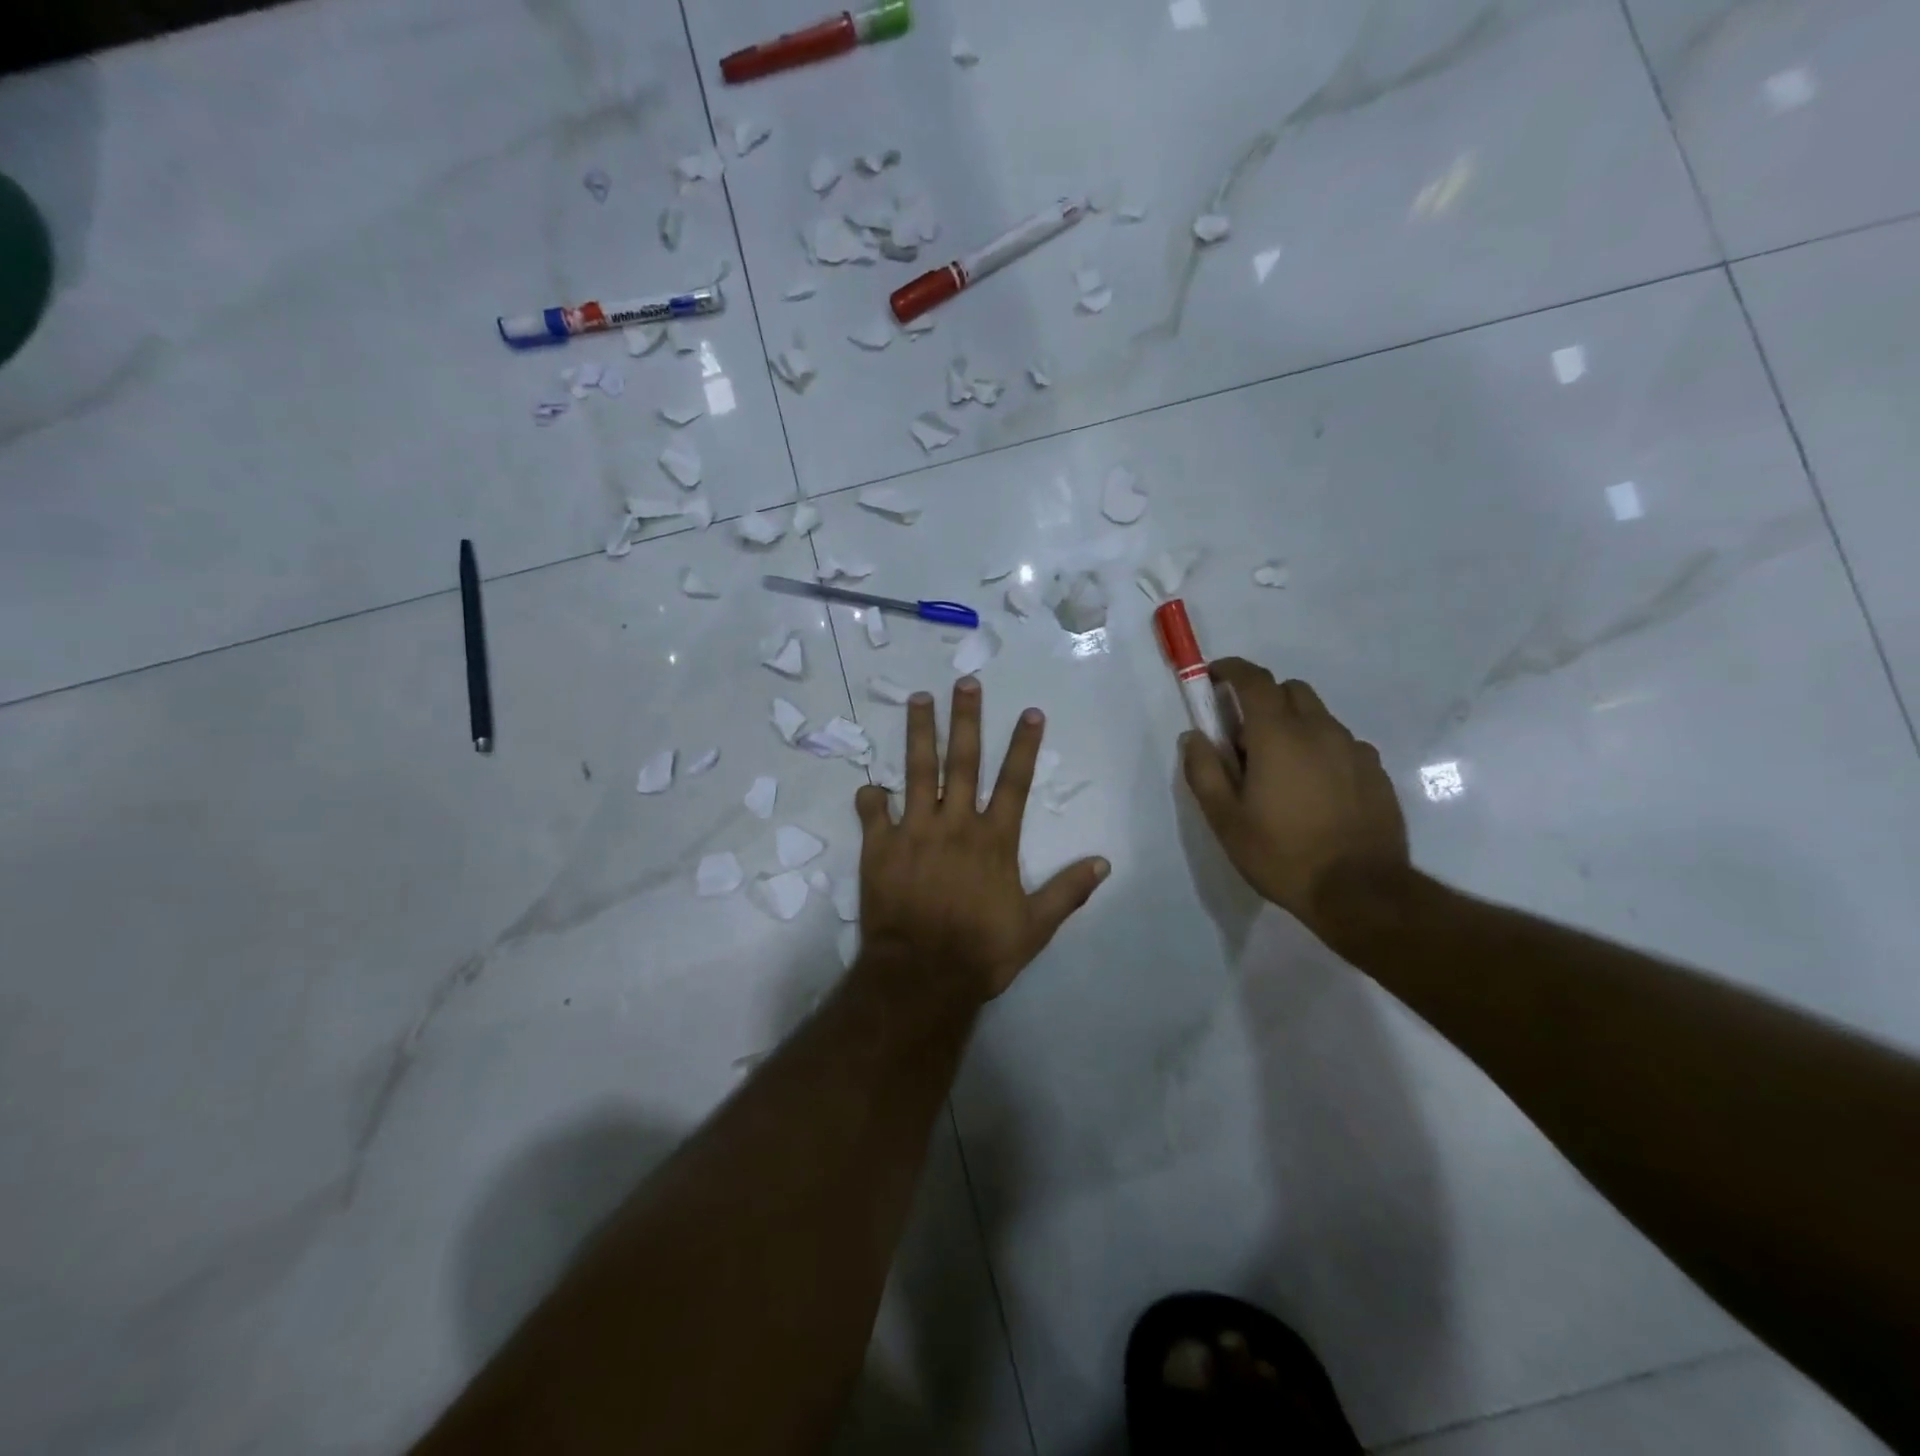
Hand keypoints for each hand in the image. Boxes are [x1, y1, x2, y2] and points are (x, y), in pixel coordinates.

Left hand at [854, 677, 1110, 1003]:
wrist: (922, 975)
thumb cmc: (980, 951)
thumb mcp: (1035, 927)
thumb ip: (1067, 891)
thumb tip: (1103, 862)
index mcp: (994, 840)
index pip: (1015, 782)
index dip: (1023, 745)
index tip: (1030, 711)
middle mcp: (955, 824)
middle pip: (963, 761)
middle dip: (966, 720)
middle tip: (965, 683)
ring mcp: (914, 831)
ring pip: (917, 771)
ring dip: (920, 733)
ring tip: (919, 699)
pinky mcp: (880, 847)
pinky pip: (873, 812)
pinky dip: (870, 797)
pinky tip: (868, 784)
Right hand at [1181, 659, 1409, 939]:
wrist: (1360, 892)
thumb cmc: (1281, 854)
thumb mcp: (1225, 819)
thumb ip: (1203, 771)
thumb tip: (1193, 736)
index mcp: (1279, 735)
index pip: (1254, 680)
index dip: (1231, 670)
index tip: (1214, 677)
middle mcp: (1320, 730)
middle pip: (1290, 691)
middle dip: (1264, 700)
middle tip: (1245, 739)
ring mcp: (1354, 750)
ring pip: (1319, 717)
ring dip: (1294, 726)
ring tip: (1281, 771)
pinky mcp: (1376, 772)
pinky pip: (1342, 745)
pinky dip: (1321, 750)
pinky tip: (1315, 790)